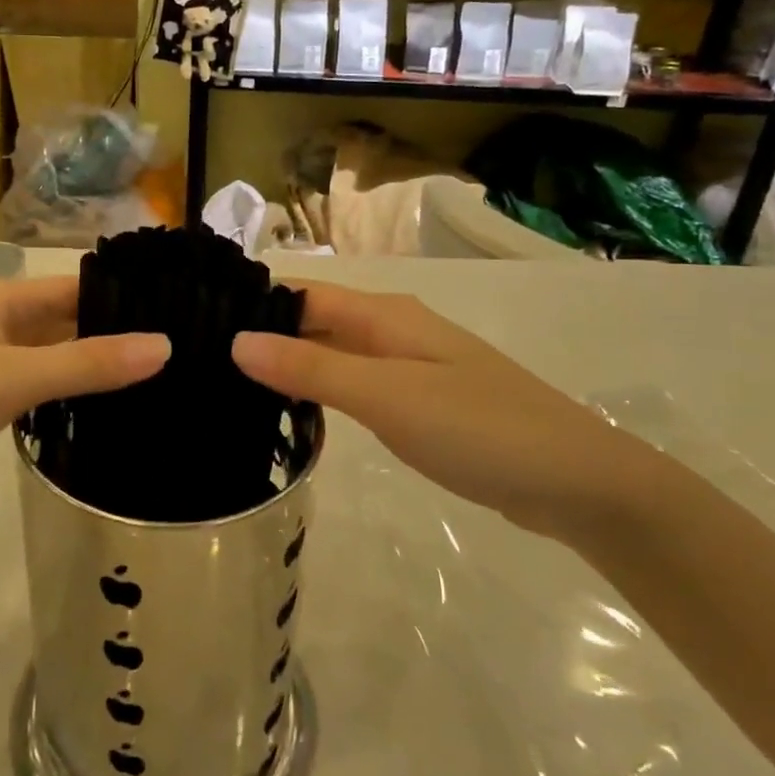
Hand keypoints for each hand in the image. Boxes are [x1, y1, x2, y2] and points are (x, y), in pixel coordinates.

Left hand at [0, 276, 169, 538]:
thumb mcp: (11, 378)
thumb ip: (88, 364)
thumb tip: (165, 345)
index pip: (76, 287)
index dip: (124, 300)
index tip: (179, 318)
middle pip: (65, 321)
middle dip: (112, 336)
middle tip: (177, 357)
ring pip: (50, 357)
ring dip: (90, 368)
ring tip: (154, 384)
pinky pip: (31, 389)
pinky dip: (62, 396)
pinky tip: (98, 413)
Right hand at [232, 282, 652, 539]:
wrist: (575, 482)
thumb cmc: (478, 428)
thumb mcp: (386, 396)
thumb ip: (312, 367)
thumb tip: (237, 341)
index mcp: (383, 315)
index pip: (300, 293)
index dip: (252, 306)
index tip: (198, 330)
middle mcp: (391, 330)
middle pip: (313, 322)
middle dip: (265, 339)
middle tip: (204, 369)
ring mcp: (407, 367)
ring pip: (332, 355)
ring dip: (290, 368)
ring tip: (232, 392)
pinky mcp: (418, 403)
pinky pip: (354, 386)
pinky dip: (321, 395)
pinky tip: (293, 418)